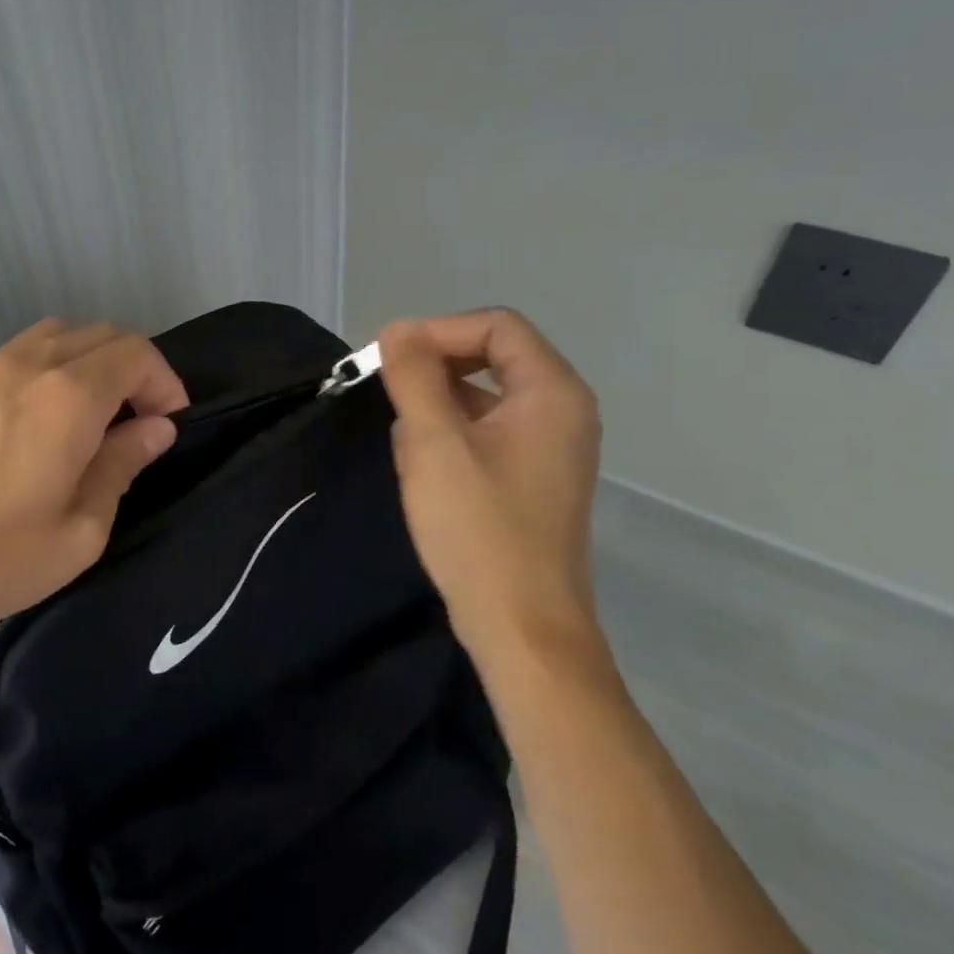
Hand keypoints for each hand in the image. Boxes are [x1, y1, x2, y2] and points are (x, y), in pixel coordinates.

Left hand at [0, 319, 187, 657]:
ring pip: (59, 334)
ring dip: (92, 361)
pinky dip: (51, 367)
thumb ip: (122, 466)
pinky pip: (20, 353)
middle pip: (102, 334)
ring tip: (96, 413)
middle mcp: (29, 366)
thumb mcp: (78, 532)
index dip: (165, 382)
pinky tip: (43, 418)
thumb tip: (155, 429)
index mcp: (68, 398)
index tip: (171, 423)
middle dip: (135, 368)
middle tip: (141, 420)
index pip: (136, 355)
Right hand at [377, 309, 603, 662]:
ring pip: (485, 398)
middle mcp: (562, 411)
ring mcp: (551, 448)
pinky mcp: (534, 479)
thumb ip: (415, 377)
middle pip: (493, 357)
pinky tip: (424, 470)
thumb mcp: (435, 444)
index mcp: (552, 392)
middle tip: (391, 399)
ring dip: (438, 409)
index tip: (390, 360)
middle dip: (435, 371)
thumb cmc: (479, 529)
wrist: (522, 628)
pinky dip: (452, 438)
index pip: (496, 325)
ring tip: (407, 448)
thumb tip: (397, 329)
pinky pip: (489, 434)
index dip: (439, 331)